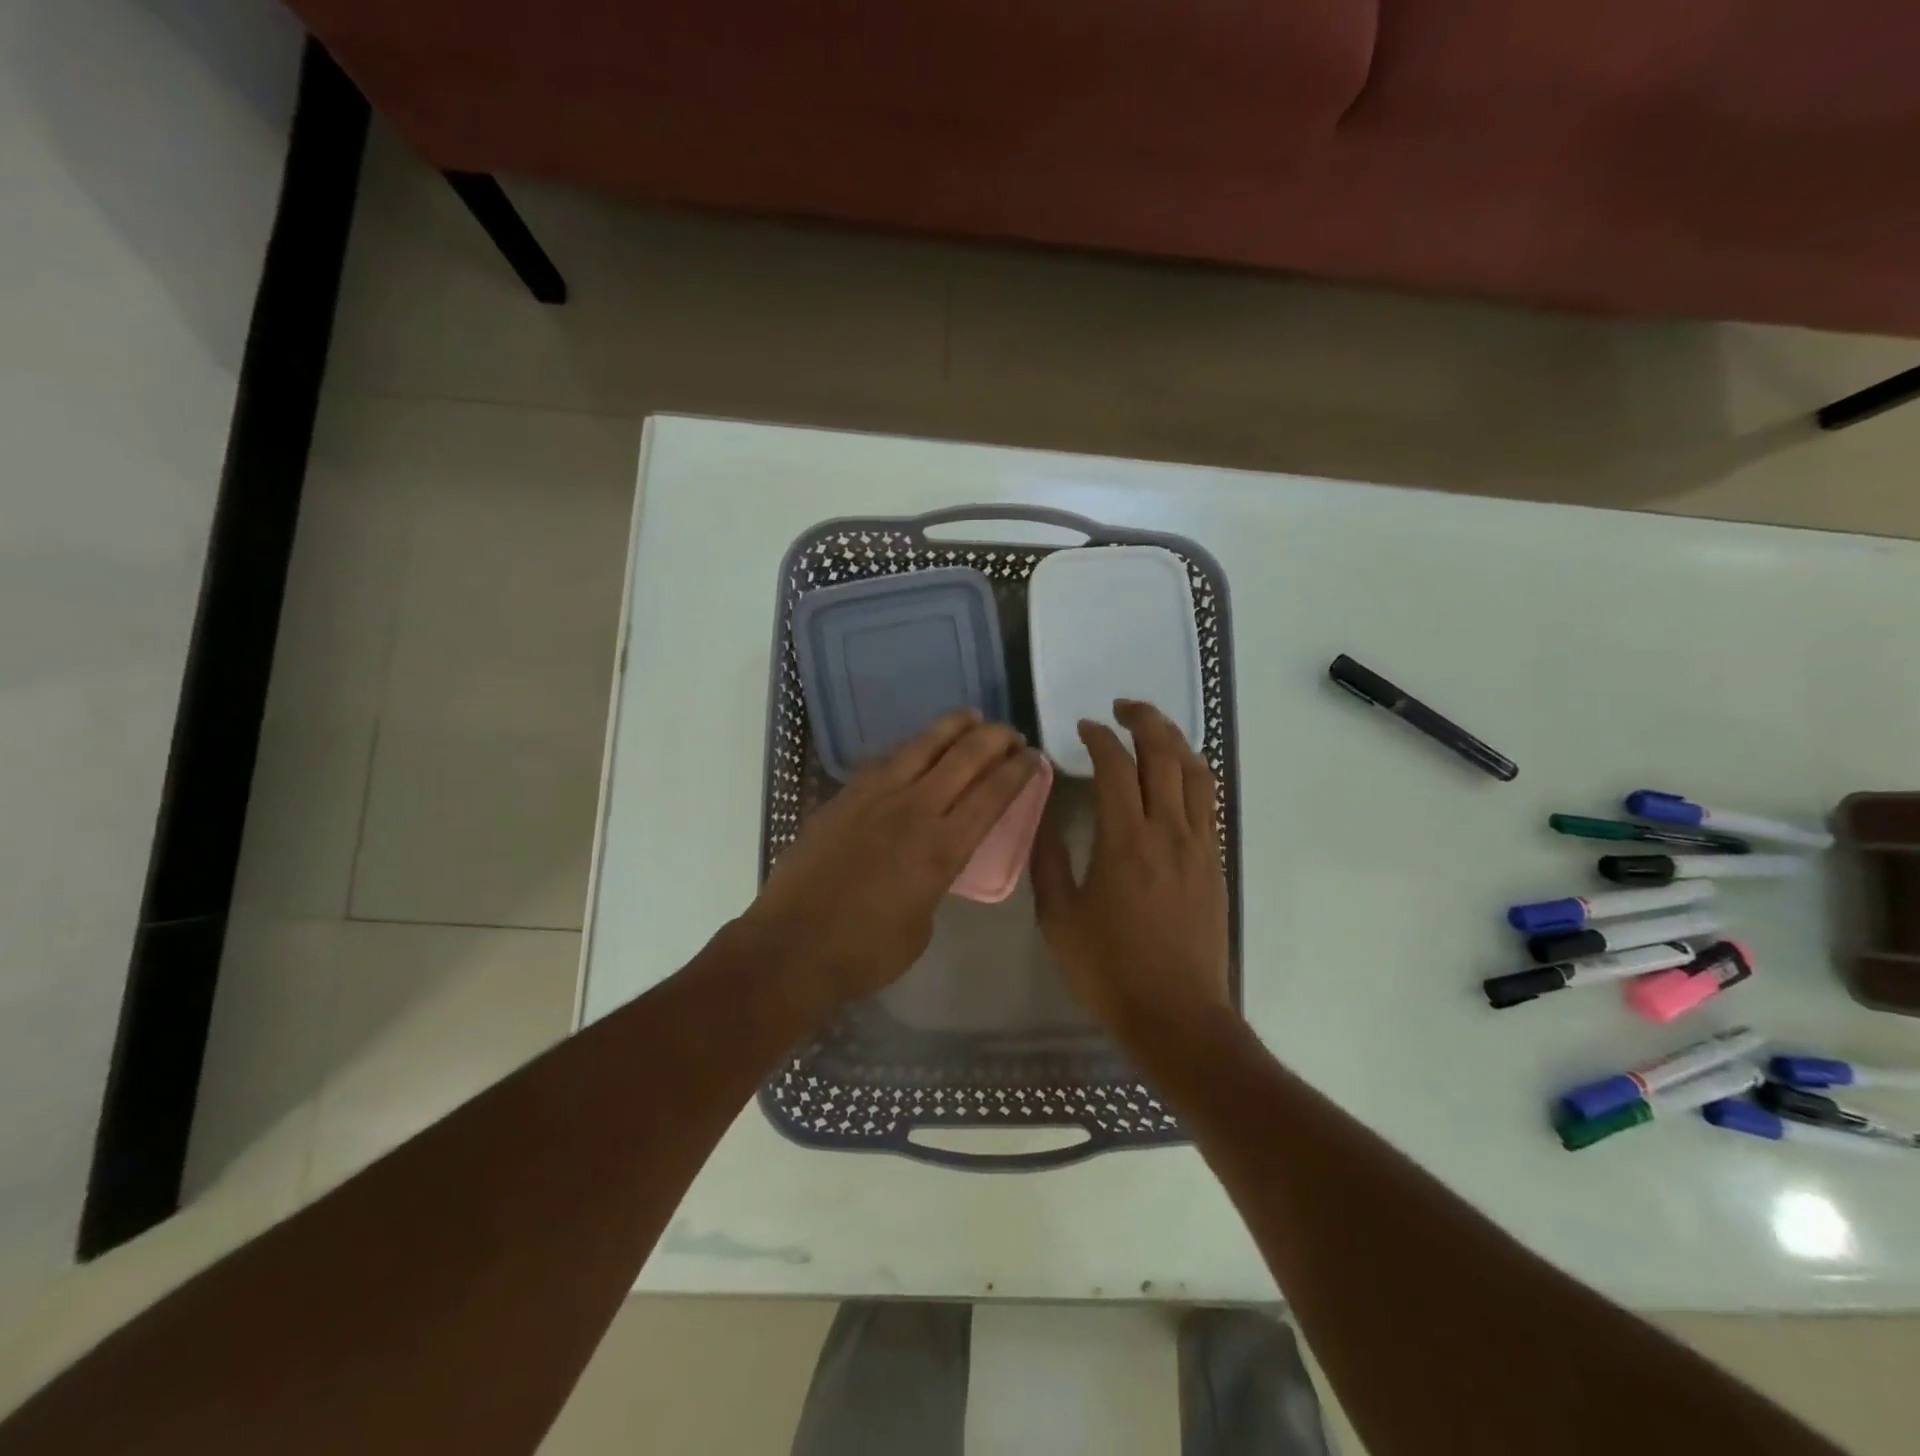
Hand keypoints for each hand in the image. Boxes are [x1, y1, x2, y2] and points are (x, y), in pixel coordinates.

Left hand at [740, 710, 1041, 1008]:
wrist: (792, 946)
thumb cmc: (865, 952)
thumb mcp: (921, 926)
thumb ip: (935, 883)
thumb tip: (930, 863)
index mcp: (942, 849)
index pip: (992, 795)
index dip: (1018, 771)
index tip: (1033, 756)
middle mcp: (914, 810)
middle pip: (964, 758)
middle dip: (994, 739)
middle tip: (1010, 733)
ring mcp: (874, 797)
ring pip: (922, 745)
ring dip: (952, 727)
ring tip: (970, 717)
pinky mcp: (843, 797)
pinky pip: (884, 760)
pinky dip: (910, 748)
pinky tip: (916, 747)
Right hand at [1031, 701, 1230, 1041]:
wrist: (1177, 1015)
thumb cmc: (1109, 970)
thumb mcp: (1059, 918)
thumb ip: (1048, 861)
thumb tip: (1043, 817)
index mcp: (1125, 841)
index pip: (1116, 766)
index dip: (1099, 738)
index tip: (1083, 728)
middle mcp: (1168, 831)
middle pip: (1164, 755)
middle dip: (1144, 720)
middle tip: (1122, 707)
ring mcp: (1199, 845)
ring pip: (1195, 772)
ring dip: (1174, 739)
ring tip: (1153, 727)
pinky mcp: (1215, 862)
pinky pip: (1208, 801)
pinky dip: (1192, 772)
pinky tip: (1178, 773)